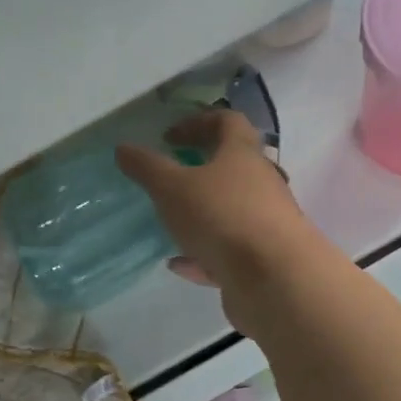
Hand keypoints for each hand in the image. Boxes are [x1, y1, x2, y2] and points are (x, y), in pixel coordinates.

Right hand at [116, 110, 329, 320]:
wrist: (276, 279)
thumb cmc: (223, 217)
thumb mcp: (173, 188)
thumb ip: (148, 168)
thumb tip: (124, 148)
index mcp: (244, 155)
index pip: (228, 122)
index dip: (197, 122)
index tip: (168, 138)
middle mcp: (263, 183)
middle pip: (236, 166)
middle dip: (203, 169)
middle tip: (172, 178)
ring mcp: (267, 223)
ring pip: (233, 211)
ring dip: (204, 214)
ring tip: (171, 223)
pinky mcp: (264, 259)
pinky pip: (230, 251)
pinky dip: (205, 254)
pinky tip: (179, 264)